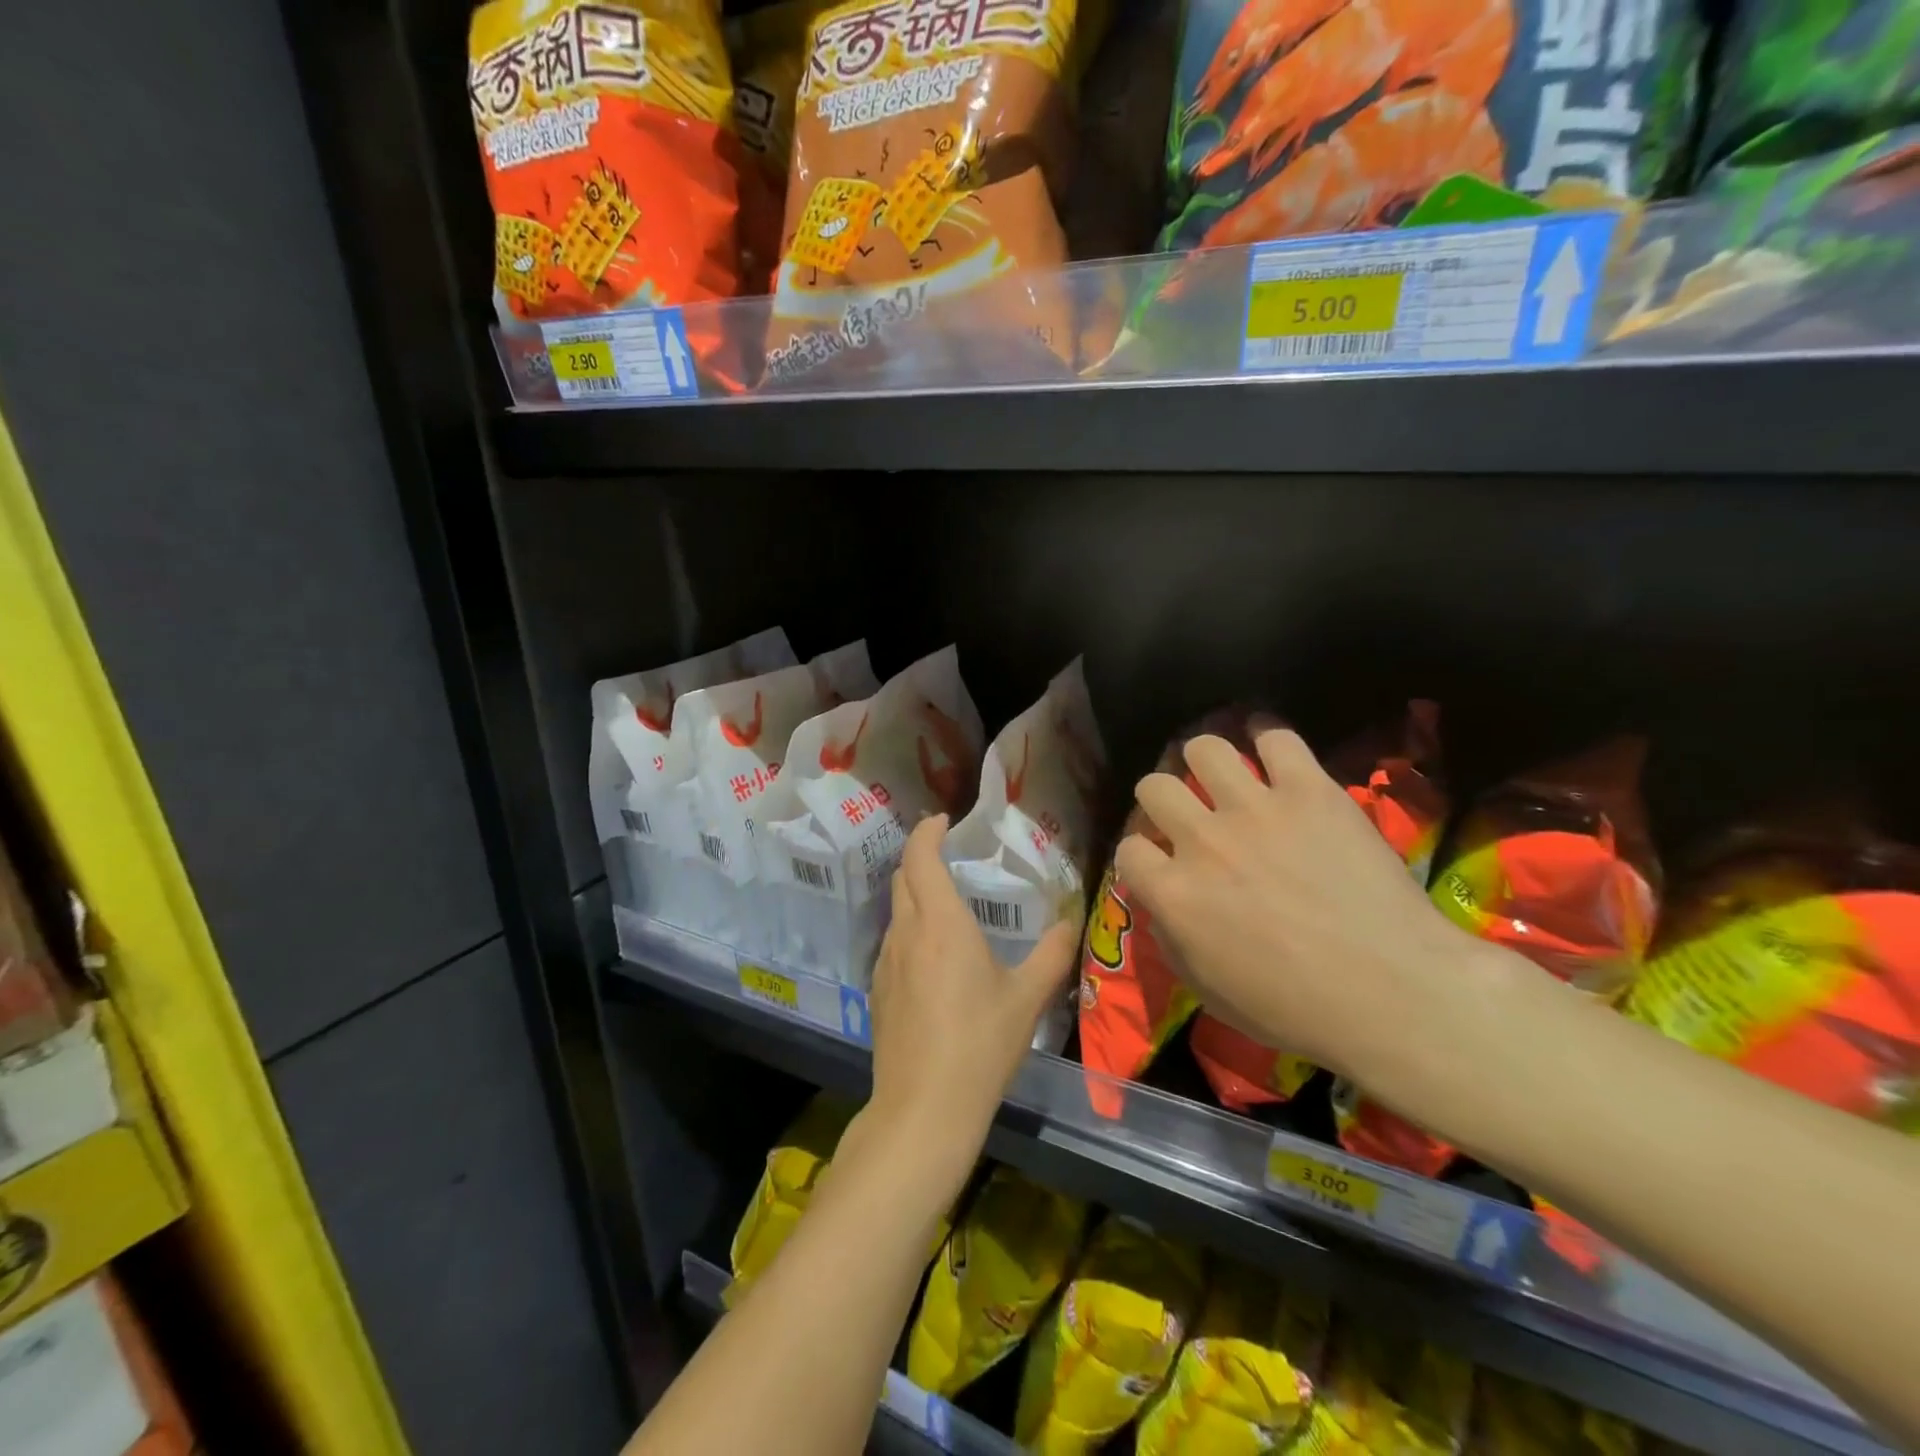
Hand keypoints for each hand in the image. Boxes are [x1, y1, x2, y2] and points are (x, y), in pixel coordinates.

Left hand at [868, 815, 1079, 1158]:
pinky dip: (910, 930)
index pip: (920, 856)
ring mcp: (885, 963)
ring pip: (896, 911)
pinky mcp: (878, 991)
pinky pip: (893, 943)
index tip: (944, 821)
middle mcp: (906, 933)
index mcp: (940, 923)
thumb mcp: (1026, 998)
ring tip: (947, 905)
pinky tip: (934, 958)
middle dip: (921, 858)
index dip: (927, 832)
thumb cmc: (980, 1045)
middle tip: (949, 855)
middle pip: (902, 878)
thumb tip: (1070, 922)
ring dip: (915, 895)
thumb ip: (1051, 954)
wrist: (923, 1109)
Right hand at [1115, 728, 1513, 1090]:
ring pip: (1204, 748)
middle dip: (1163, 800)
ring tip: (1224, 775)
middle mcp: (1203, 840)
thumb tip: (1163, 906)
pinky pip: (1275, 736)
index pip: (1129, 849)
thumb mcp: (1209, 994)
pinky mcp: (1309, 790)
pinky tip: (1271, 751)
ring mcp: (1256, 809)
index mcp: (1174, 893)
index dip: (1142, 856)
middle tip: (1190, 815)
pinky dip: (1268, 737)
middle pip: (1154, 786)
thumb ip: (1172, 941)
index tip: (1161, 863)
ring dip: (1206, 761)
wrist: (1395, 993)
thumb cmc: (1297, 1009)